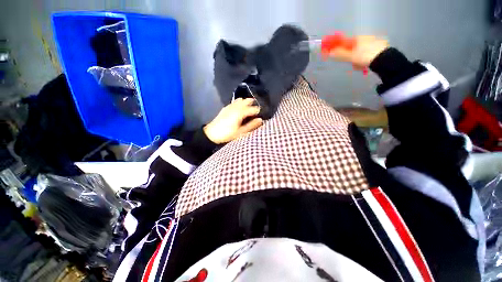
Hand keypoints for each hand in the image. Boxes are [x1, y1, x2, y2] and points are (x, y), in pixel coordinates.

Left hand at [204, 98, 262, 143]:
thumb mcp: (241, 132)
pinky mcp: (225, 108)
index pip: (252, 109)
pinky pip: (234, 102)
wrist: (212, 134)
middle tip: (257, 106)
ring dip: (246, 101)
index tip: (261, 112)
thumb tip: (260, 120)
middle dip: (252, 102)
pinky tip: (239, 104)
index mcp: (240, 113)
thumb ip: (251, 125)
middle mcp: (236, 107)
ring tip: (250, 104)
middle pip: (246, 101)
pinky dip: (239, 102)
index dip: (258, 110)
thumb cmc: (228, 134)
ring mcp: (230, 107)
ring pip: (240, 100)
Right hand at [328, 35, 388, 69]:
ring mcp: (374, 42)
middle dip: (351, 57)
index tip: (341, 56)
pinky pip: (368, 54)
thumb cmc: (365, 56)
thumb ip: (340, 54)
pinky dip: (365, 60)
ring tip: (360, 66)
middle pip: (354, 49)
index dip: (342, 49)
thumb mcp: (351, 56)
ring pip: (361, 52)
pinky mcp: (380, 48)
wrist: (384, 59)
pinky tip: (366, 65)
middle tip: (352, 64)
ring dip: (358, 60)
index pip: (347, 42)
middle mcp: (366, 38)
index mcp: (359, 38)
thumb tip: (330, 52)